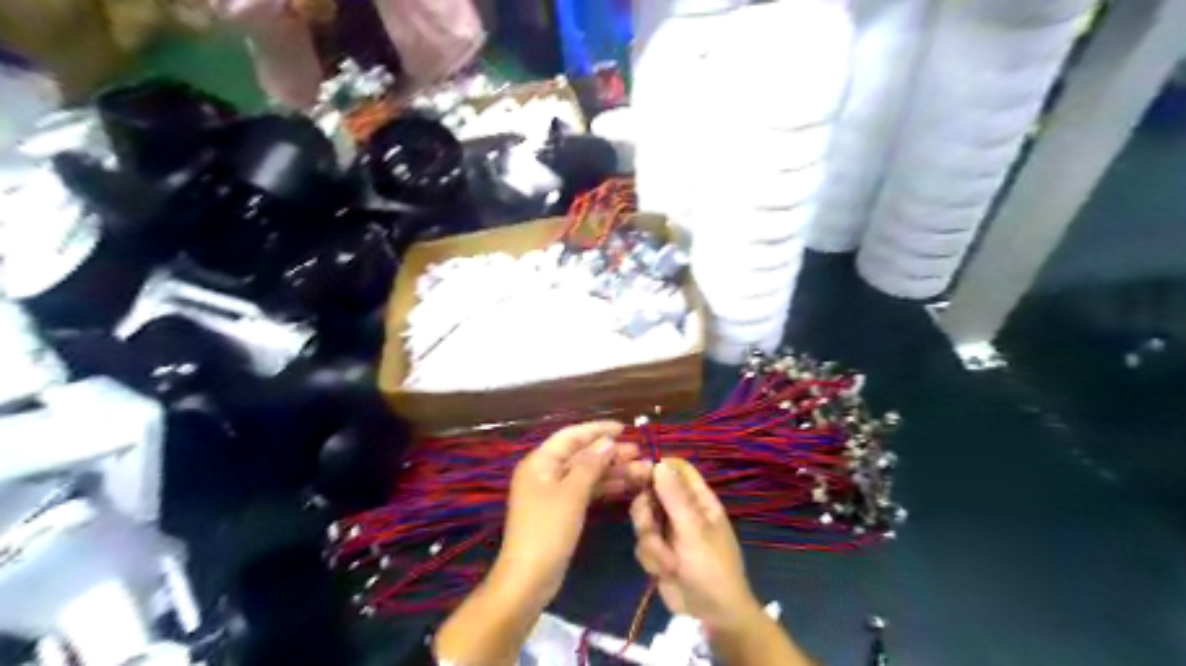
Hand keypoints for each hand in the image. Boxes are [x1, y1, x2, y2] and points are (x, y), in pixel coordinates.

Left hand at [497, 423, 651, 603]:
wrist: (529, 578)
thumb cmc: (548, 530)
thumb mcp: (572, 493)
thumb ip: (591, 464)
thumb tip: (608, 441)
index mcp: (540, 462)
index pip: (571, 435)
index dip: (597, 429)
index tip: (624, 428)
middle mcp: (545, 472)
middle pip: (581, 455)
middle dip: (610, 452)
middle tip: (639, 453)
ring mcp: (553, 493)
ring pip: (587, 474)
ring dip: (613, 471)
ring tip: (643, 471)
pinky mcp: (561, 511)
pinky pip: (586, 491)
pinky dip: (605, 487)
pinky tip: (627, 487)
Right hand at [630, 461, 760, 632]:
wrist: (711, 614)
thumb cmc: (711, 567)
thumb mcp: (693, 530)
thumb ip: (674, 497)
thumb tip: (659, 463)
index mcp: (699, 499)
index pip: (677, 469)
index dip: (658, 467)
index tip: (638, 472)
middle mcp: (682, 510)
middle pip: (652, 492)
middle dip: (647, 511)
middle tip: (650, 524)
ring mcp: (669, 531)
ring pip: (643, 519)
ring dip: (652, 542)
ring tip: (667, 560)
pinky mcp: (658, 551)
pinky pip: (642, 543)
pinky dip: (652, 558)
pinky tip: (665, 571)